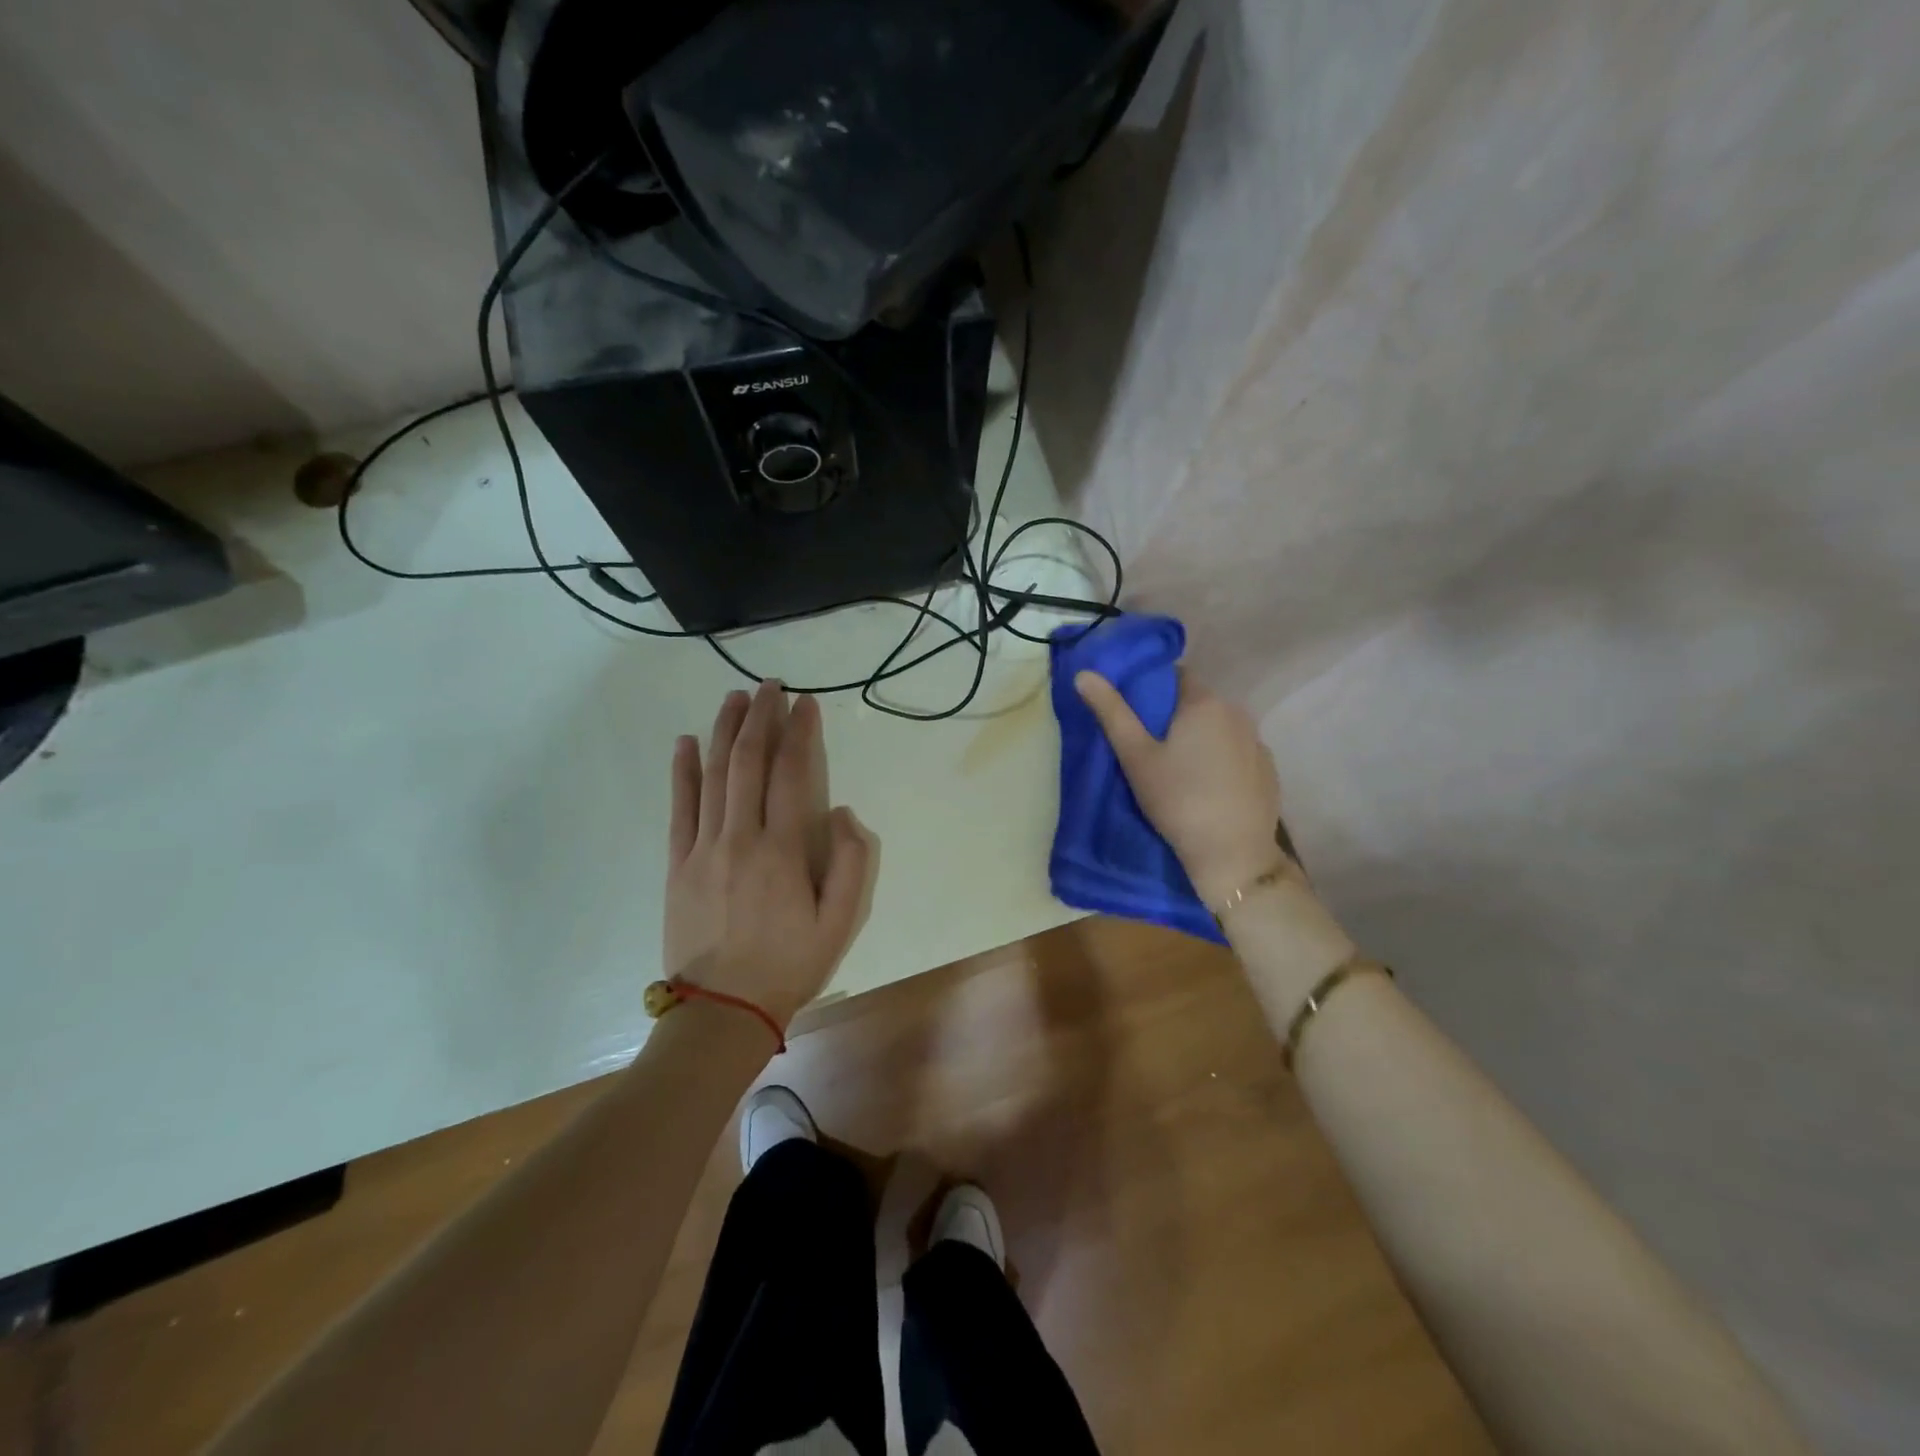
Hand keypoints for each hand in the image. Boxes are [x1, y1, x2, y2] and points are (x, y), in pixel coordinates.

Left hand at [664, 682, 870, 1027]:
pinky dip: (681, 771)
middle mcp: (739, 837)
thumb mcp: (841, 922)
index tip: (806, 703)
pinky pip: (678, 807)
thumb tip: (841, 812)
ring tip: (734, 698)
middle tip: (770, 686)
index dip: (799, 733)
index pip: (791, 773)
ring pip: (713, 776)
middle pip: (748, 762)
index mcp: (782, 850)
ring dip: (724, 732)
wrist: (722, 1010)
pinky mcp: (676, 864)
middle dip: (760, 717)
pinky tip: (686, 743)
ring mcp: (702, 848)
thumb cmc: (789, 965)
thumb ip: (850, 862)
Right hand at [1075, 668, 1284, 904]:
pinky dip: (1222, 760)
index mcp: (1204, 703)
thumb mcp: (1135, 756)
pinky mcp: (1268, 770)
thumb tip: (1084, 674)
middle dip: (1176, 717)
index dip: (1154, 690)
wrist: (1232, 854)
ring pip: (1220, 728)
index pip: (1177, 676)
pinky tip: (1208, 787)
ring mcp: (1258, 742)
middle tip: (1151, 748)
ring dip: (1201, 738)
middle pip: (1199, 703)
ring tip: (1179, 770)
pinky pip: (1238, 752)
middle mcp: (1237, 712)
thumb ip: (1111, 712)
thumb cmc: (1177, 800)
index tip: (1137, 716)